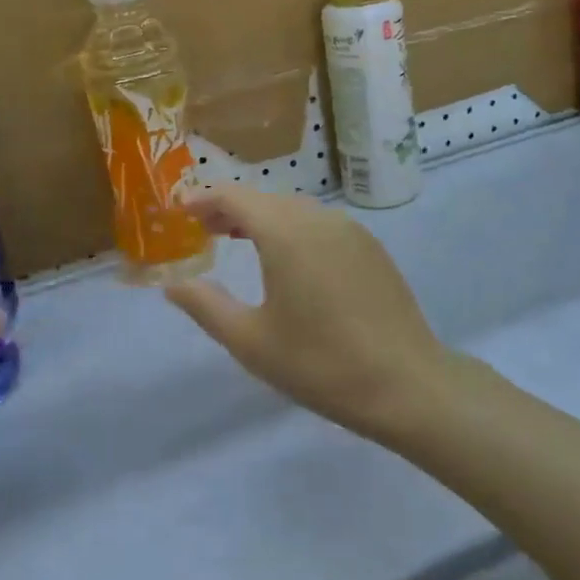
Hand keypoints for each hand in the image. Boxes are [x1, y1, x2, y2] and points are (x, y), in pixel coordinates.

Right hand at [164, 187, 451, 439]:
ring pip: (295, 210)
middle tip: (203, 229)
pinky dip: (294, 229)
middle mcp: (318, 218)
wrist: (406, 383)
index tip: (180, 210)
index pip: (235, 196)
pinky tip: (290, 260)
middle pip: (265, 199)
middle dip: (231, 208)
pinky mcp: (370, 247)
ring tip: (239, 239)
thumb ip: (206, 306)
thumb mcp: (251, 341)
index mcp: (285, 232)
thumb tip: (173, 284)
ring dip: (263, 218)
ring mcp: (350, 230)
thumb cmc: (320, 363)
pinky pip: (321, 225)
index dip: (204, 199)